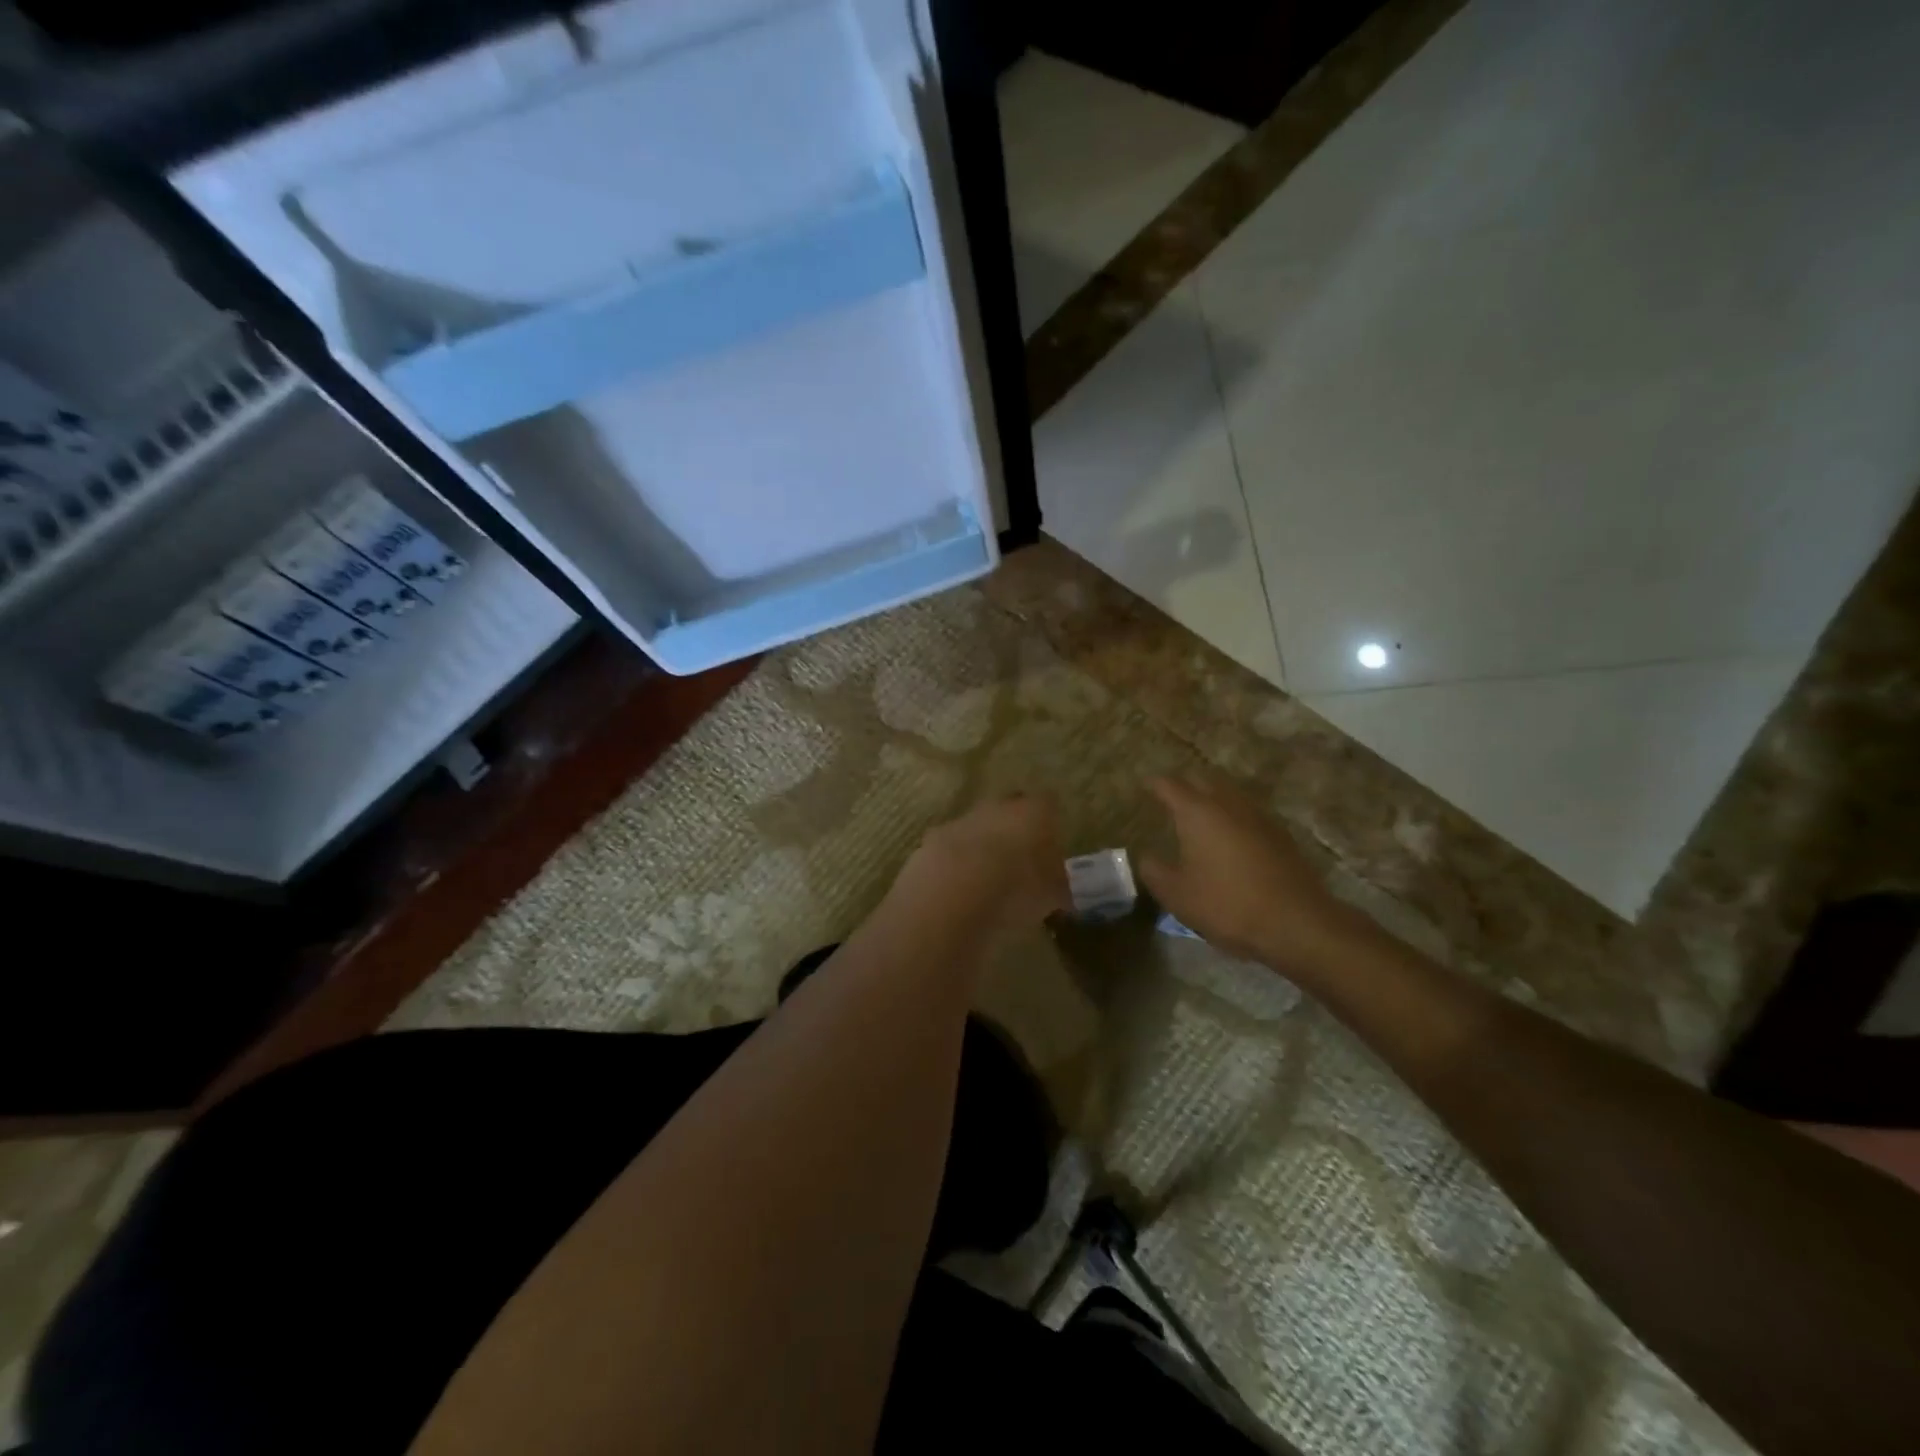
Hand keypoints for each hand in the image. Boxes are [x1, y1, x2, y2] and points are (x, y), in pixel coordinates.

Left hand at [891, 794, 1070, 937]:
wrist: (953, 894)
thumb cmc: (1017, 889)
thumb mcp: (1051, 896)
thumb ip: (1057, 888)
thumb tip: (1059, 892)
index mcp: (1033, 811)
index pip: (1047, 804)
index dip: (1049, 824)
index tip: (1050, 846)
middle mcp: (997, 807)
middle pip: (1008, 810)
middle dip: (1013, 831)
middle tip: (1019, 861)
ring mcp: (960, 820)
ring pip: (976, 828)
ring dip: (981, 847)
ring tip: (987, 880)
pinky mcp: (930, 841)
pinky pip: (950, 847)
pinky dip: (955, 863)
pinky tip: (958, 889)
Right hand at [1138, 774, 1370, 976]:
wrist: (1296, 922)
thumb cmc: (1227, 904)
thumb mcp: (1177, 895)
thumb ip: (1154, 871)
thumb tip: (1146, 856)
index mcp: (1197, 812)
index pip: (1169, 785)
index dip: (1154, 784)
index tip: (1145, 786)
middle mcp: (1228, 804)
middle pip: (1204, 779)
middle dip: (1186, 784)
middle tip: (1172, 797)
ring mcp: (1259, 817)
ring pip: (1231, 794)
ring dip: (1213, 798)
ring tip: (1201, 815)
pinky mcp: (1280, 835)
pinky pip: (1249, 813)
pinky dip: (1235, 817)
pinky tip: (1231, 838)